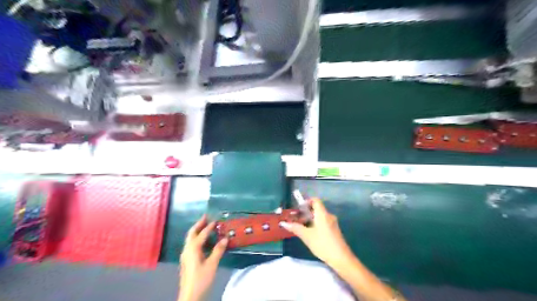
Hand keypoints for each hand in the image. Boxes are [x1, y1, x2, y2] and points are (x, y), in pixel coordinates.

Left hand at [180, 214, 226, 300]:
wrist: (190, 295)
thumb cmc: (201, 279)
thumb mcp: (212, 264)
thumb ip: (218, 250)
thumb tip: (225, 237)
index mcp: (193, 248)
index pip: (202, 234)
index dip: (209, 226)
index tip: (216, 220)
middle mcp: (187, 249)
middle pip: (191, 233)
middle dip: (199, 224)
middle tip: (206, 216)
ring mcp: (185, 255)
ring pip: (190, 238)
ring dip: (197, 230)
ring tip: (205, 225)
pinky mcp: (187, 260)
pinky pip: (191, 243)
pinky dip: (197, 238)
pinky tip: (203, 241)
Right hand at [283, 199, 355, 266]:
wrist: (341, 258)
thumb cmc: (323, 244)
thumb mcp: (307, 236)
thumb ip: (295, 228)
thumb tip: (283, 223)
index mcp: (322, 214)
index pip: (315, 200)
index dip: (306, 201)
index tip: (297, 208)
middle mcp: (328, 216)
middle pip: (316, 209)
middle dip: (305, 212)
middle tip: (295, 218)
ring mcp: (332, 223)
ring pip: (319, 216)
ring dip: (309, 219)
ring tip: (299, 226)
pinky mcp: (333, 230)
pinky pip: (322, 222)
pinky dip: (315, 224)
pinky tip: (309, 233)